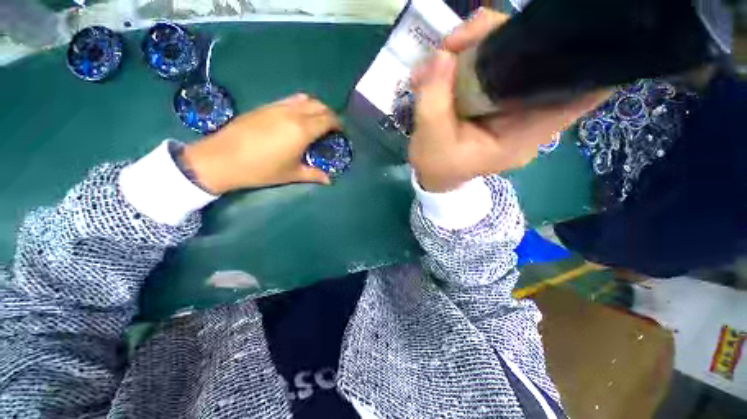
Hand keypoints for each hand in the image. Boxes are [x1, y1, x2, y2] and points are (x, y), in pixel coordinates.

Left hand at [181, 93, 339, 193]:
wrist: (222, 158)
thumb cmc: (261, 169)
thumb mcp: (291, 174)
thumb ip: (314, 175)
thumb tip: (329, 180)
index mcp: (302, 130)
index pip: (328, 119)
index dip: (338, 124)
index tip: (342, 132)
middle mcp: (293, 114)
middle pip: (319, 105)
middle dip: (330, 114)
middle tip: (332, 128)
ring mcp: (278, 107)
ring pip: (305, 99)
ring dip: (316, 107)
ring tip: (317, 121)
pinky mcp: (266, 106)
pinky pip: (290, 100)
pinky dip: (301, 105)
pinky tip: (298, 118)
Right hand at [409, 8, 609, 192]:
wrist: (433, 174)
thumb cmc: (436, 166)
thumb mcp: (431, 140)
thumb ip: (434, 101)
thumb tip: (441, 55)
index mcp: (523, 135)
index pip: (580, 93)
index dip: (586, 57)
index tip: (564, 26)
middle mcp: (529, 115)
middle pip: (542, 60)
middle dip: (505, 37)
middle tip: (457, 42)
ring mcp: (514, 102)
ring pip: (518, 54)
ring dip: (483, 42)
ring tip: (446, 51)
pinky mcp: (498, 95)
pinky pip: (498, 62)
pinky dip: (475, 51)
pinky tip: (450, 58)